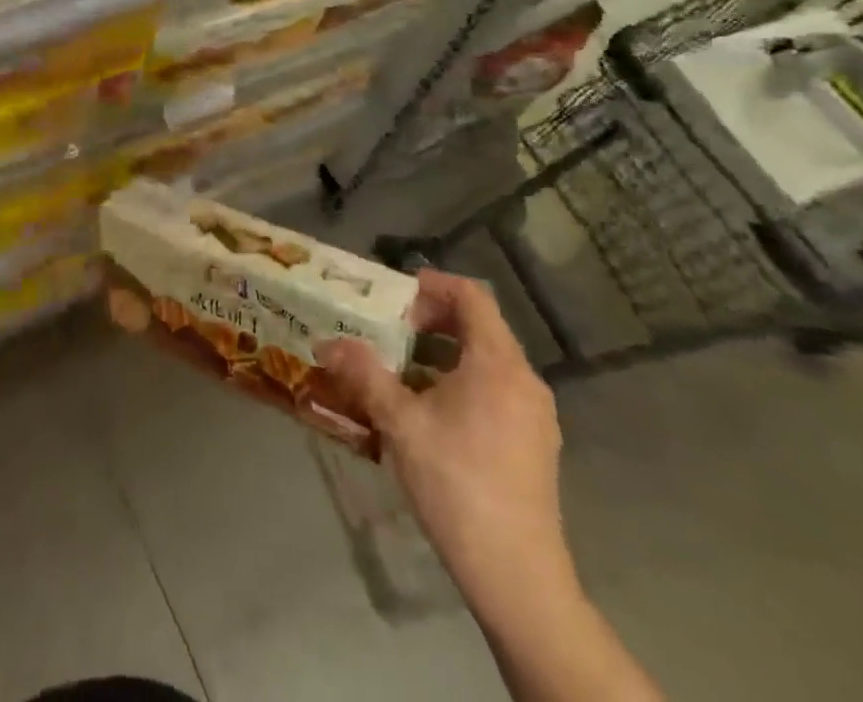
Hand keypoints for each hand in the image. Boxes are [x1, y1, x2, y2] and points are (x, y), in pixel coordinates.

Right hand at [319, 269, 572, 613]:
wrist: (517, 576)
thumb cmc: (457, 484)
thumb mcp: (400, 423)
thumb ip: (364, 374)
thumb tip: (328, 342)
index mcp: (497, 363)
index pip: (471, 295)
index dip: (431, 286)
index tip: (393, 298)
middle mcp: (524, 379)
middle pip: (479, 326)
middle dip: (431, 321)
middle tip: (389, 331)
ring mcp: (535, 414)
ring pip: (486, 361)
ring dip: (442, 354)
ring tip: (400, 372)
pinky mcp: (535, 444)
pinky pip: (495, 390)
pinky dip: (460, 382)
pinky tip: (428, 413)